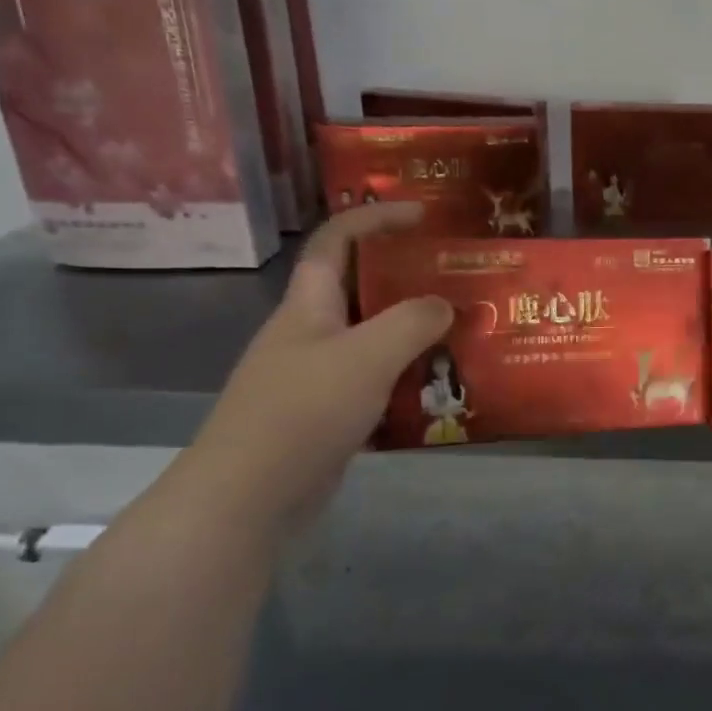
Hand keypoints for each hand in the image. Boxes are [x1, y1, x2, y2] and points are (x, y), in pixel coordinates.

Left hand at [177, 202, 451, 536]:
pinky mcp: (326, 416)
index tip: (425, 214)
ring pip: (372, 341)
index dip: (376, 217)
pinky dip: (406, 382)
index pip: (337, 240)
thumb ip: (412, 322)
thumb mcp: (367, 356)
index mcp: (309, 305)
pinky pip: (374, 385)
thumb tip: (444, 305)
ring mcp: (315, 377)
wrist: (249, 496)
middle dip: (407, 280)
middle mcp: (309, 333)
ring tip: (462, 337)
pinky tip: (439, 394)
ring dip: (413, 336)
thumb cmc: (304, 411)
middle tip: (457, 283)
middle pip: (360, 290)